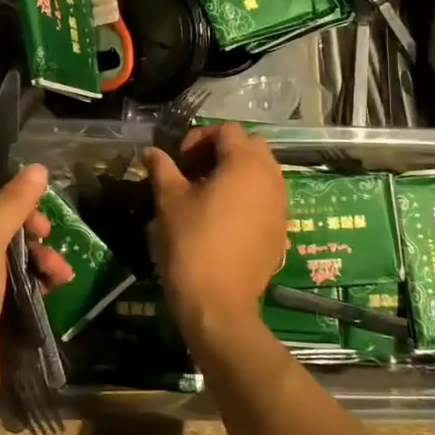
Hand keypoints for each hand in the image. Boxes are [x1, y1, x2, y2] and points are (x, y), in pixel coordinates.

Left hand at [0, 164, 72, 416]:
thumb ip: (13, 202)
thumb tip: (38, 167)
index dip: (0, 188)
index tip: (31, 195)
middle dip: (26, 227)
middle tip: (46, 231)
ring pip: (4, 250)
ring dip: (36, 255)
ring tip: (59, 268)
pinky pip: (8, 278)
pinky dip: (31, 277)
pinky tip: (57, 283)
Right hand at [143, 124, 287, 347]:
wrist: (219, 304)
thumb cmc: (192, 244)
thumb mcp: (170, 202)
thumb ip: (163, 169)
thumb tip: (152, 152)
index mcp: (245, 164)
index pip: (228, 130)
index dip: (200, 137)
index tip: (180, 161)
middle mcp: (270, 178)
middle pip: (251, 145)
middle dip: (223, 151)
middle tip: (195, 171)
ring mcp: (280, 205)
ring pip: (263, 172)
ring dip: (238, 172)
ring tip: (209, 194)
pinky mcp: (281, 230)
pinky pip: (267, 198)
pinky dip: (249, 196)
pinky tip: (224, 218)